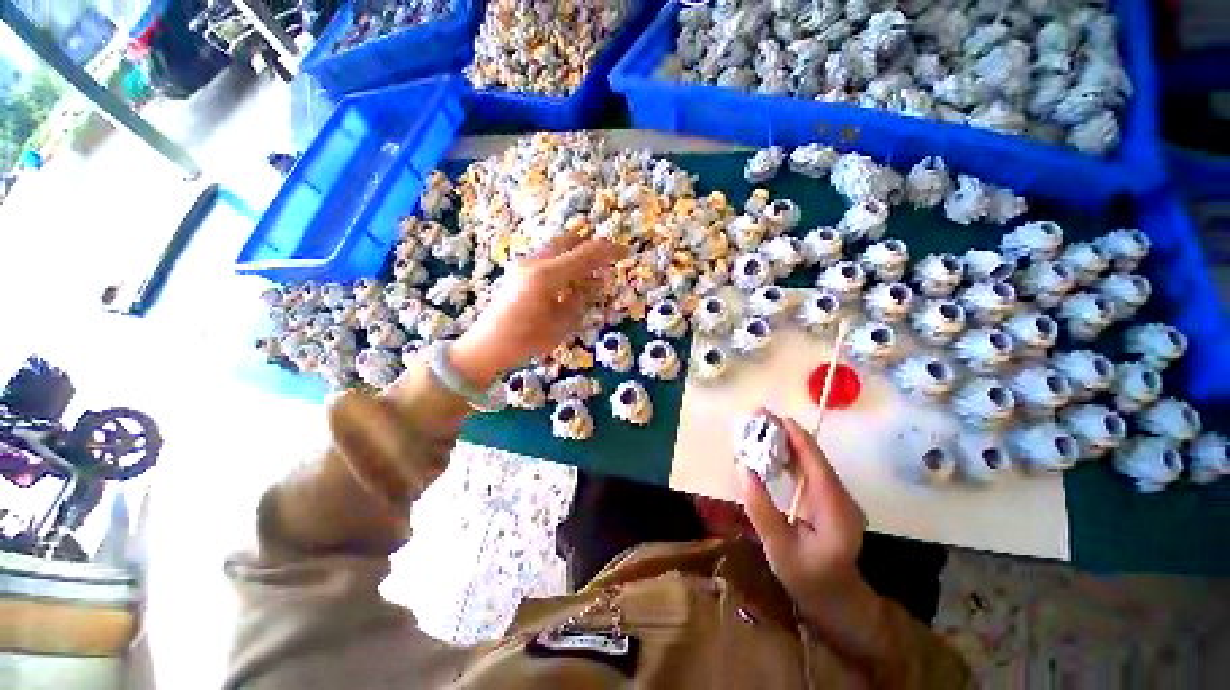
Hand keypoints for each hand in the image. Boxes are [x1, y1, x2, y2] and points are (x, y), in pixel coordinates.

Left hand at [451, 236, 625, 386]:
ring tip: (590, 273)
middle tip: (607, 260)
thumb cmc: (527, 341)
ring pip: (557, 246)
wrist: (488, 345)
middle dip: (591, 247)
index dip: (608, 252)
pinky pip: (547, 256)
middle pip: (569, 240)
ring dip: (576, 253)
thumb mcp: (562, 325)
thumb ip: (581, 300)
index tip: (626, 252)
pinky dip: (564, 260)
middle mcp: (535, 262)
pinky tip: (569, 279)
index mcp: (547, 277)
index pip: (585, 255)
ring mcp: (524, 264)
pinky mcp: (519, 270)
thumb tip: (593, 283)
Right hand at [737, 413, 867, 628]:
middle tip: (758, 416)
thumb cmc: (807, 577)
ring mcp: (838, 498)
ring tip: (760, 428)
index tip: (773, 417)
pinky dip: (789, 457)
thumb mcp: (778, 547)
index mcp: (836, 510)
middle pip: (814, 457)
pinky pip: (809, 471)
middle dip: (786, 434)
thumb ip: (761, 508)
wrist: (835, 598)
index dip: (796, 437)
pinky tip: (771, 451)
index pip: (817, 464)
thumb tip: (743, 467)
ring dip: (786, 442)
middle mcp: (842, 498)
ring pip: (811, 461)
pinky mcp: (829, 499)